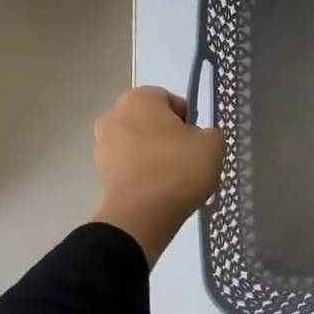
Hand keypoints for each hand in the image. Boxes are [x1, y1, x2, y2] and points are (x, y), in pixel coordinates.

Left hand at [91, 87, 224, 265]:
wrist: (143, 214)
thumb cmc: (179, 168)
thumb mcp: (213, 144)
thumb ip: (209, 132)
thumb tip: (198, 138)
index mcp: (139, 99)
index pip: (170, 99)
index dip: (188, 118)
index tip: (197, 140)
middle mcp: (114, 115)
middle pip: (150, 121)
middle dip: (167, 135)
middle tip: (188, 157)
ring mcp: (102, 145)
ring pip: (138, 143)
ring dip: (153, 154)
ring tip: (174, 178)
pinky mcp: (100, 172)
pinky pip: (129, 165)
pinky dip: (143, 173)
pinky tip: (160, 190)